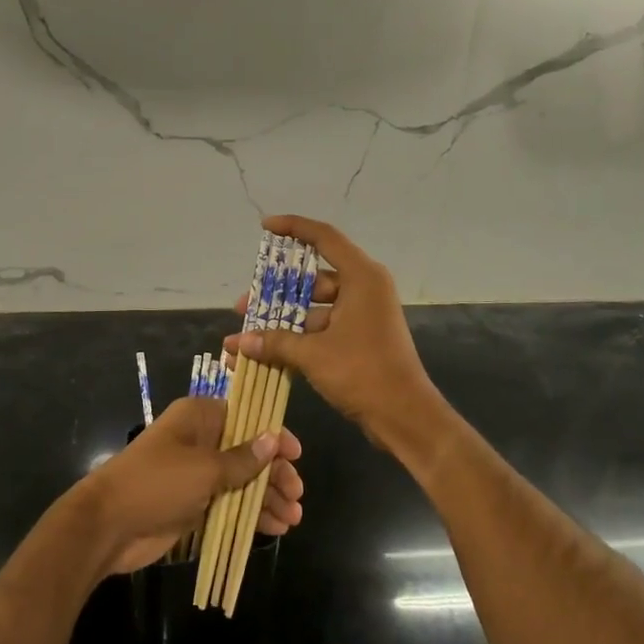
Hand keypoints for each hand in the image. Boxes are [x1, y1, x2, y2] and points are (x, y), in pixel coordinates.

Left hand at [75, 396, 304, 575]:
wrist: (109, 525)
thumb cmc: (157, 482)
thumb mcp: (204, 468)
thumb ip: (242, 458)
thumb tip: (274, 438)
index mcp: (200, 418)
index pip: (246, 418)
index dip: (273, 435)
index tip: (296, 455)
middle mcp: (201, 441)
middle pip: (248, 452)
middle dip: (274, 474)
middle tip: (296, 496)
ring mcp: (197, 474)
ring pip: (242, 481)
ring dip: (266, 498)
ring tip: (292, 519)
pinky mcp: (194, 504)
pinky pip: (230, 504)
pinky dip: (251, 515)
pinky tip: (274, 528)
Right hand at [224, 215, 443, 455]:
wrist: (405, 416)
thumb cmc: (363, 372)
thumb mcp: (313, 354)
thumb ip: (275, 342)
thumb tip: (239, 341)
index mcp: (362, 277)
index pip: (324, 238)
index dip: (294, 227)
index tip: (265, 227)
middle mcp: (365, 288)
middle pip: (314, 278)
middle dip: (276, 292)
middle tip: (244, 305)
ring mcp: (363, 314)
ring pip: (316, 306)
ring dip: (284, 320)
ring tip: (249, 334)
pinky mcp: (361, 337)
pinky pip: (324, 326)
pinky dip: (299, 336)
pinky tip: (269, 351)